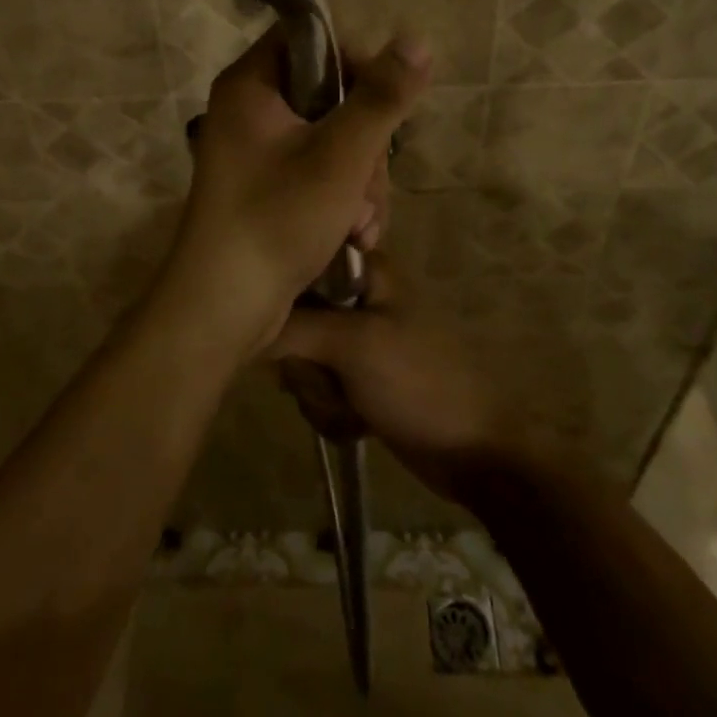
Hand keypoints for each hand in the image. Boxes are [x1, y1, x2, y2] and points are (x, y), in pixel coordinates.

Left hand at [156, 27, 429, 355]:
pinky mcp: (269, 186)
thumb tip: (417, 40)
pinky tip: (352, 235)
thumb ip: (381, 98)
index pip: (310, 39)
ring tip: (359, 223)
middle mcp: (250, 110)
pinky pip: (320, 172)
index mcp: (250, 85)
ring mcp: (258, 151)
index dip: (354, 61)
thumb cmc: (276, 218)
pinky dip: (342, 200)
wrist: (223, 306)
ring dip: (361, 181)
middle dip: (364, 144)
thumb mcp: (340, 155)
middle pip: (330, 95)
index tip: (383, 99)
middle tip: (365, 184)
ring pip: (334, 139)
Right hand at [270, 252, 520, 503]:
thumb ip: (293, 328)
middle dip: (304, 361)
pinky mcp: (359, 378)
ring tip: (351, 405)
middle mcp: (358, 297)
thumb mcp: (353, 345)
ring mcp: (359, 340)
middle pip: (294, 318)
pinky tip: (356, 423)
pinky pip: (319, 387)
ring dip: (319, 392)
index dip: (283, 296)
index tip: (279, 327)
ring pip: (302, 358)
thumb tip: (241, 322)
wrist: (475, 452)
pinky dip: (331, 409)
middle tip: (331, 376)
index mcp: (365, 269)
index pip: (299, 263)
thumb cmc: (419, 381)